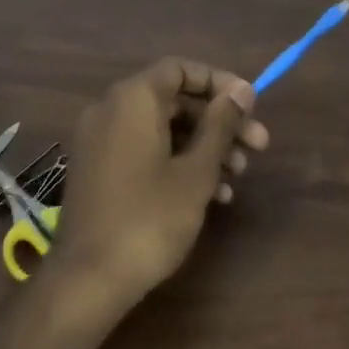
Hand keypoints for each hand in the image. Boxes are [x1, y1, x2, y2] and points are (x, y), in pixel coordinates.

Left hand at [55, 57, 269, 300]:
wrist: (90, 278)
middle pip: (174, 100)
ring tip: (238, 176)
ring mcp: (100, 140)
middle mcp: (111, 109)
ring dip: (203, 146)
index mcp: (132, 99)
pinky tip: (212, 194)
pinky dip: (176, 162)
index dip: (219, 83)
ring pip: (162, 128)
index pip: (180, 69)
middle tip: (258, 147)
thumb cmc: (150, 218)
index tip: (250, 107)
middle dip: (218, 122)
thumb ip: (220, 125)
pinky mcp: (99, 169)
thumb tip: (241, 90)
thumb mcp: (196, 171)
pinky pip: (143, 150)